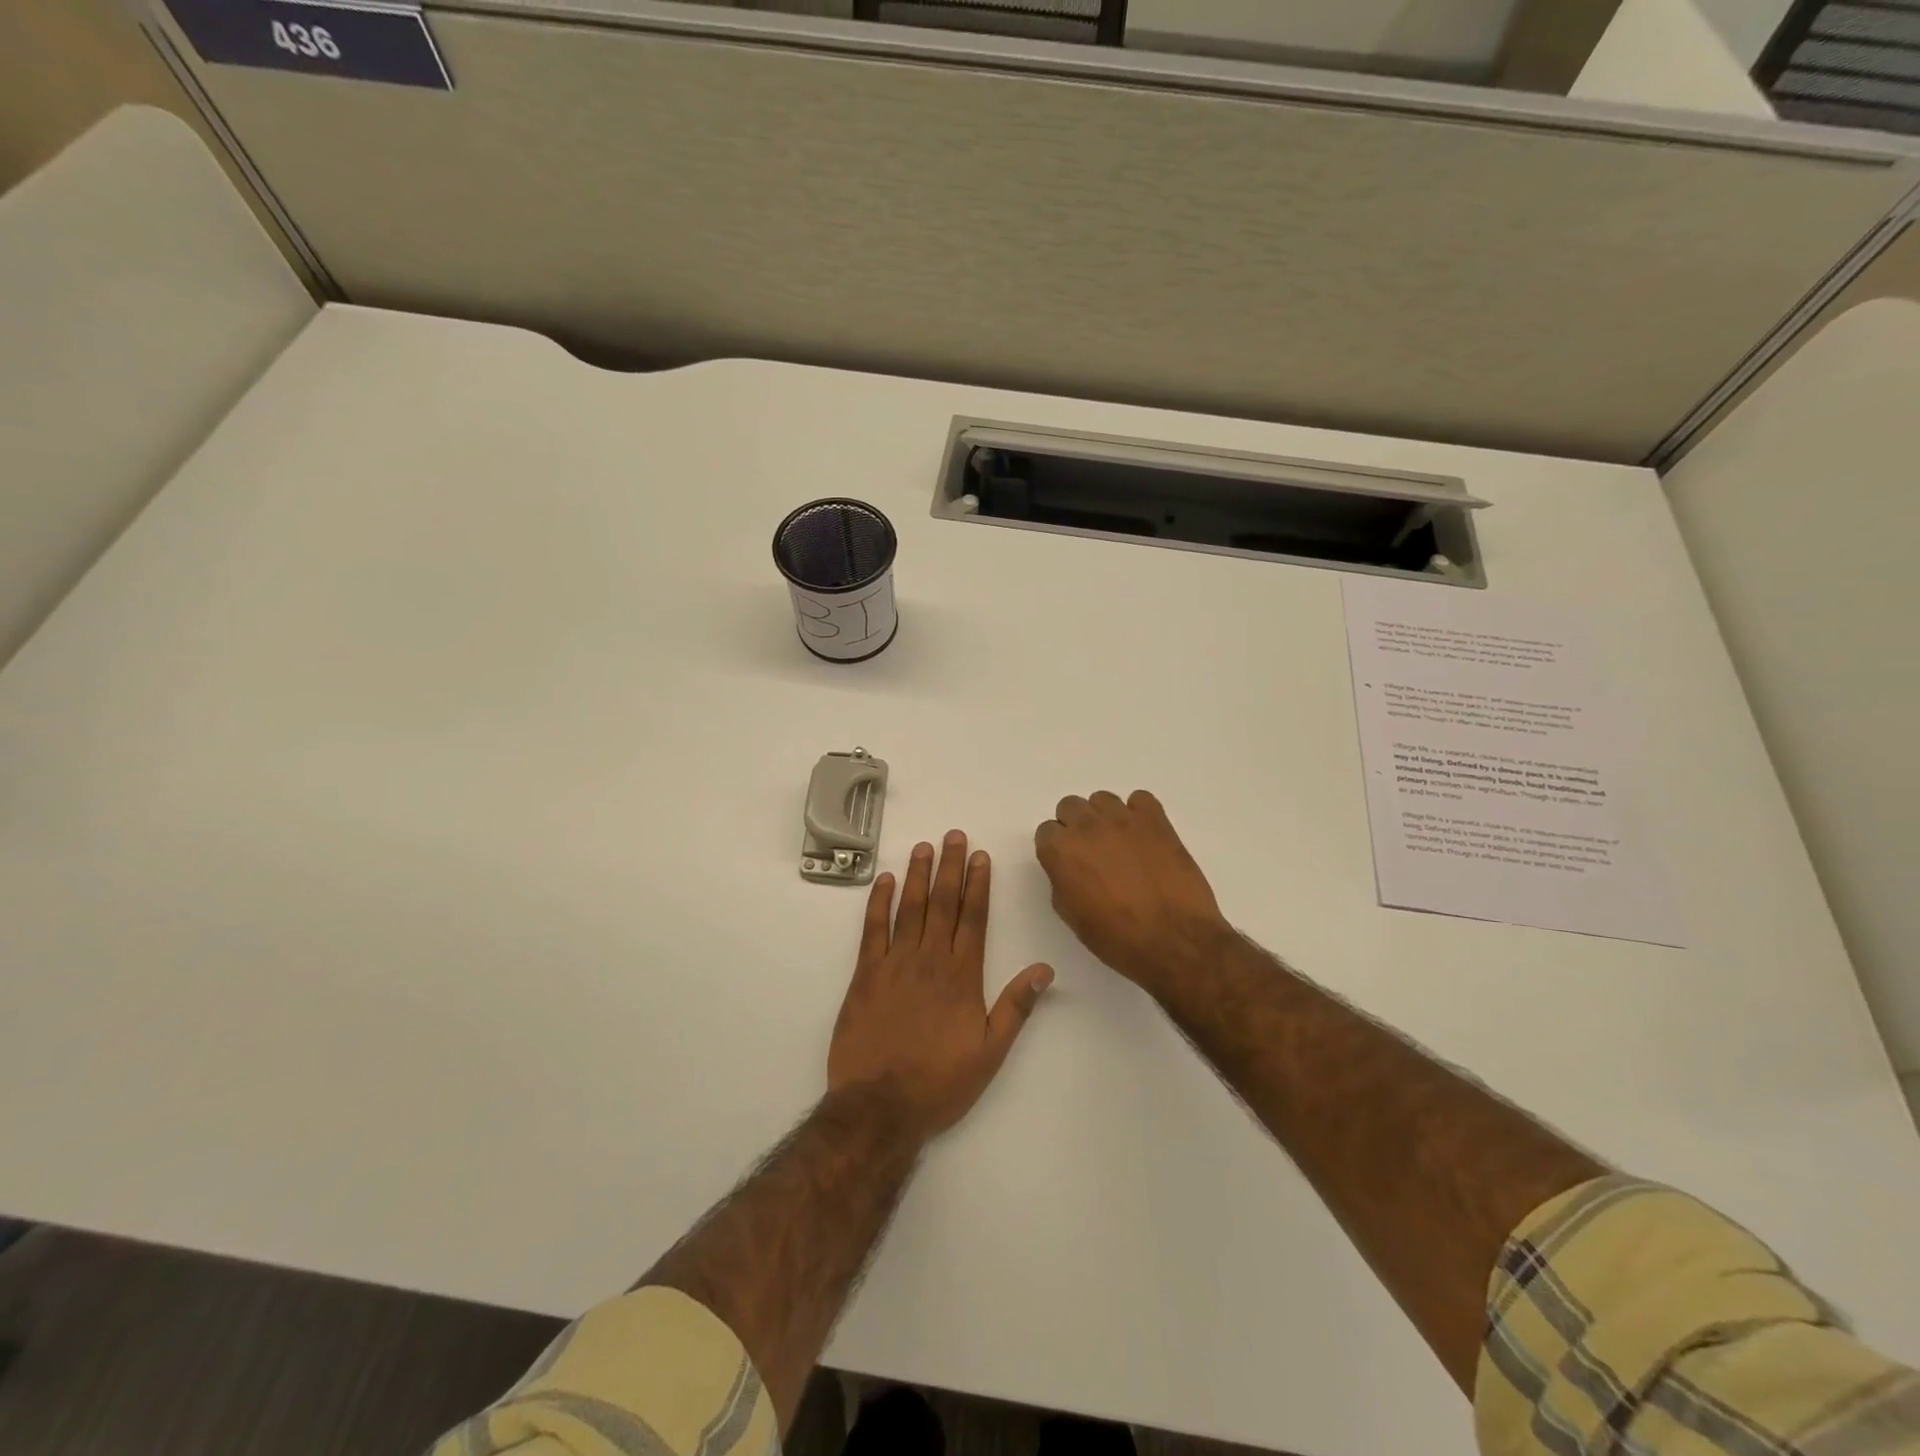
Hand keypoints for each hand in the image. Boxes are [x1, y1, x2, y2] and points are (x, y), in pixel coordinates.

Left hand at [828, 832, 1054, 1140]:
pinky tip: (885, 880)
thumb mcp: (990, 1052)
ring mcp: (894, 964)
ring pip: (909, 908)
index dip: (978, 885)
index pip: (974, 918)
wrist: (879, 1107)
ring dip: (918, 875)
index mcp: (962, 976)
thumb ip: (1016, 1006)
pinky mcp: (864, 975)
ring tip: (924, 846)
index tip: (981, 856)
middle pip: (943, 904)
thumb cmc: (940, 1082)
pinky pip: (872, 929)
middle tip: (954, 835)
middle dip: (950, 867)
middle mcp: (930, 960)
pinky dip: (879, 902)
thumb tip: (1044, 969)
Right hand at [1034, 790, 1229, 995]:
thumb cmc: (1118, 939)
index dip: (1056, 849)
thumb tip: (1069, 869)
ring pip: (1102, 799)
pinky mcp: (1156, 820)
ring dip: (1104, 817)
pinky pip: (1140, 799)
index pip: (1046, 831)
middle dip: (1076, 826)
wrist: (1175, 942)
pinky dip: (1139, 813)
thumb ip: (1062, 882)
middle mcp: (1087, 827)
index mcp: (1062, 851)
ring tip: (1120, 843)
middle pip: (1070, 806)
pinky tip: (1145, 837)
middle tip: (1091, 852)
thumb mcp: (1073, 917)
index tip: (1068, 864)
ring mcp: (1123, 819)